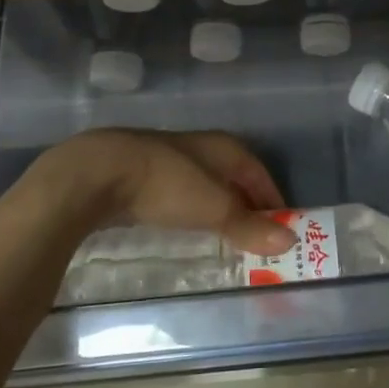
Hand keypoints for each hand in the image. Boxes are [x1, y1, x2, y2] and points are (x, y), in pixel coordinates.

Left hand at [7, 129, 294, 254]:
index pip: (258, 172)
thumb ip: (249, 226)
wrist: (97, 174)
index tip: (283, 225)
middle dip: (246, 204)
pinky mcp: (141, 175)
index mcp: (223, 148)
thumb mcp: (213, 208)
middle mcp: (200, 148)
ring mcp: (168, 159)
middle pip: (233, 177)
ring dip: (218, 207)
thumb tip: (291, 240)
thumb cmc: (166, 185)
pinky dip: (190, 209)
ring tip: (224, 235)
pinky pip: (178, 193)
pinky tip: (184, 225)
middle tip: (256, 236)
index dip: (272, 197)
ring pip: (204, 184)